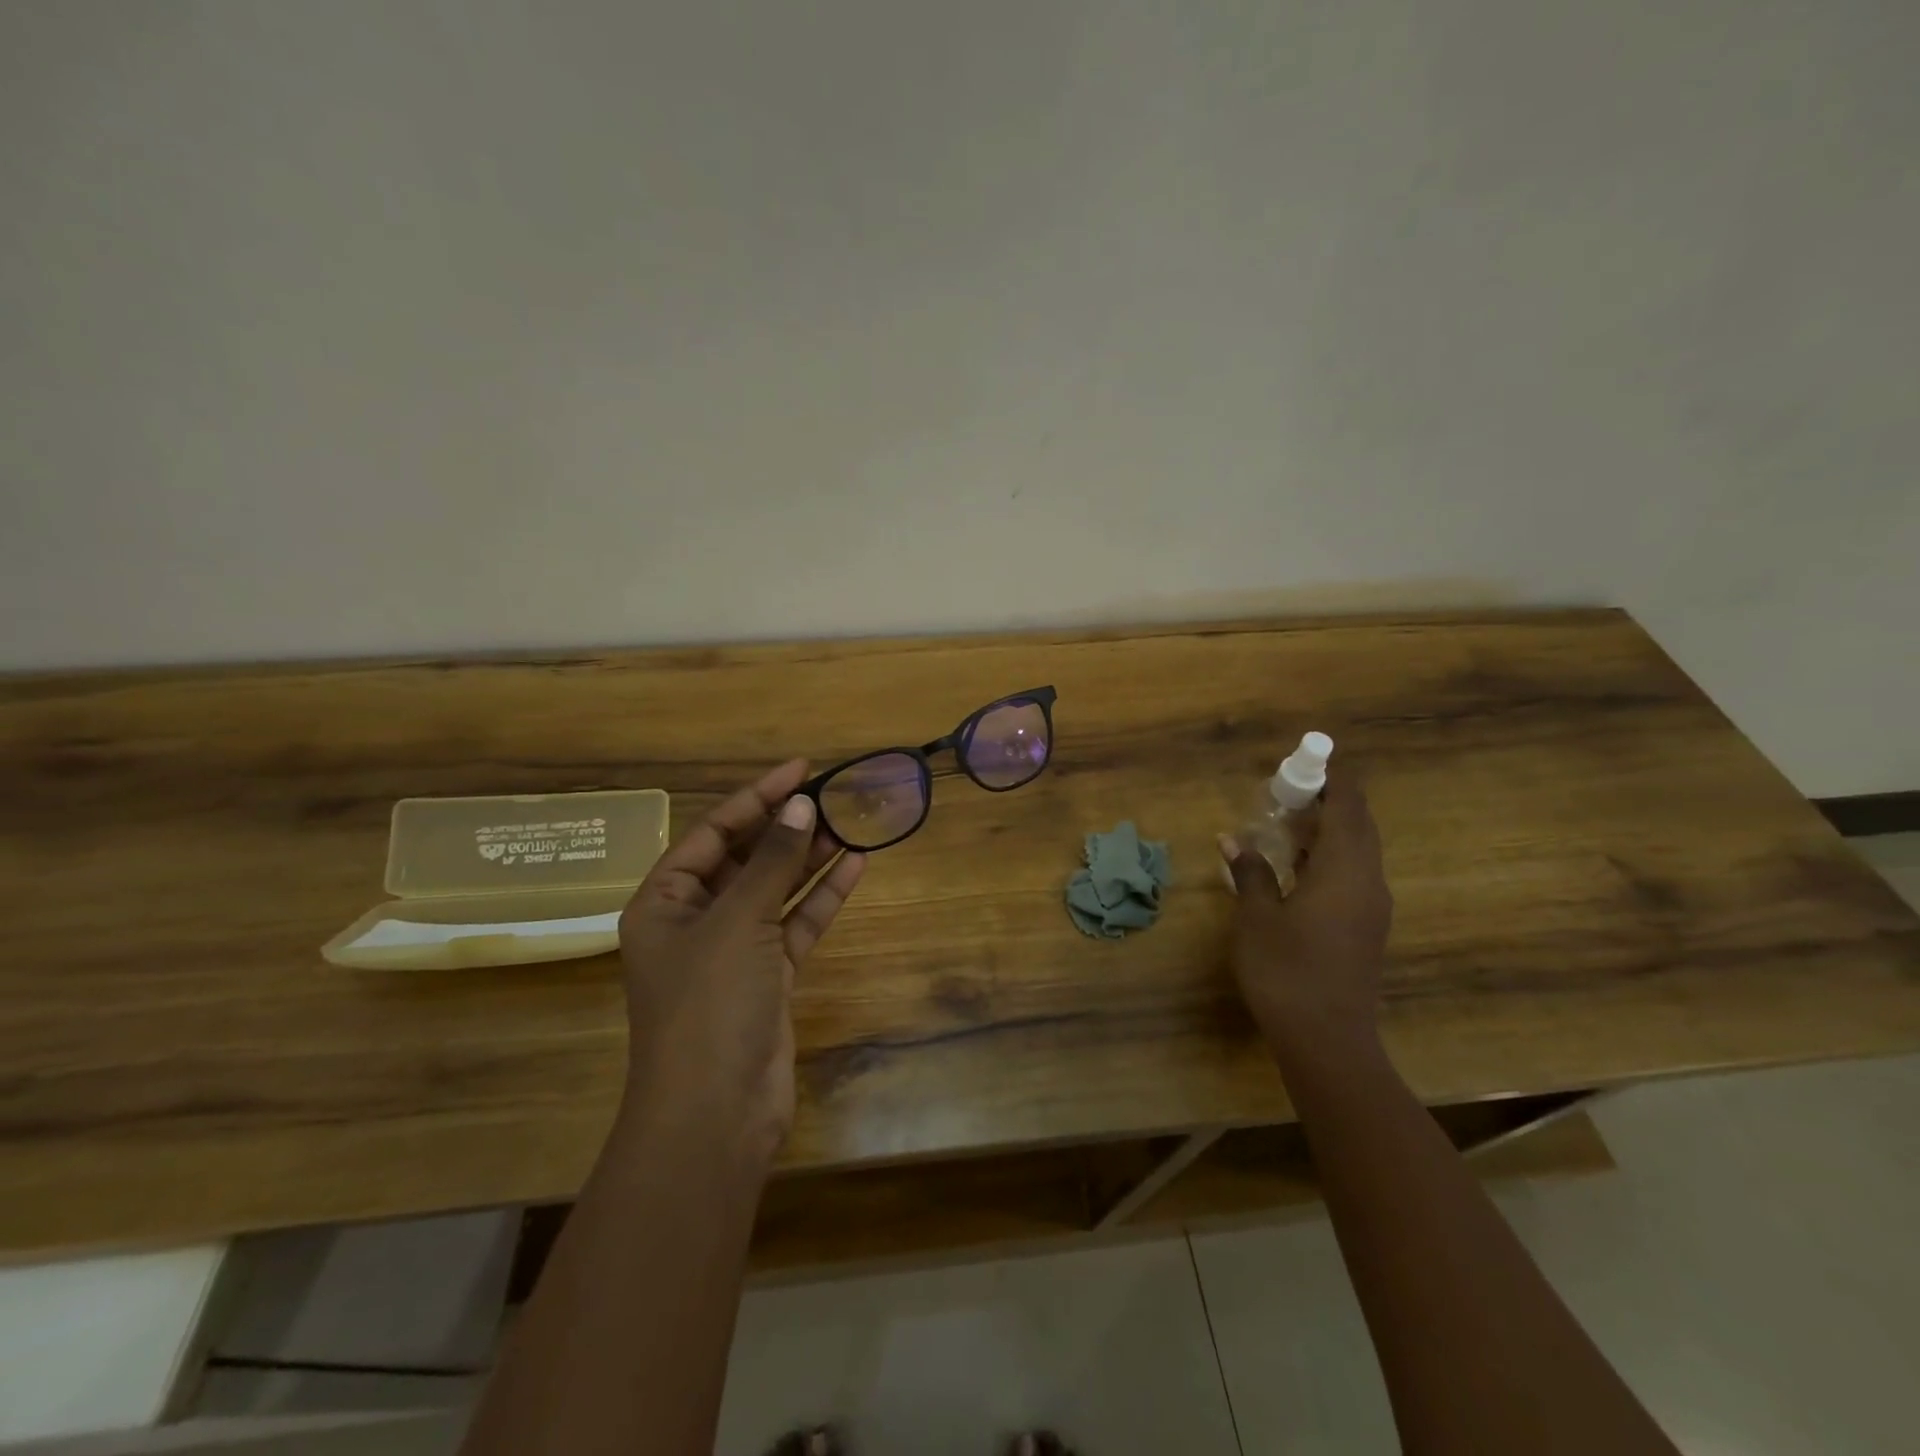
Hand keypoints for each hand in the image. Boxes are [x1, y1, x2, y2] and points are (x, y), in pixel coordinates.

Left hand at [617, 760, 865, 1162]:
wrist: (715, 1115)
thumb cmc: (709, 1005)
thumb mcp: (738, 922)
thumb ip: (773, 862)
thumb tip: (802, 806)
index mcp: (664, 901)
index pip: (714, 832)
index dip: (757, 797)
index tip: (801, 769)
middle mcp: (695, 920)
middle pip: (746, 858)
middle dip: (787, 827)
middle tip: (834, 795)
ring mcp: (734, 950)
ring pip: (776, 889)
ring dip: (809, 858)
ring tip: (850, 822)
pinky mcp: (768, 977)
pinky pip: (796, 923)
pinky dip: (822, 897)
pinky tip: (855, 866)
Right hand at [1220, 772, 1392, 1057]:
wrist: (1327, 1040)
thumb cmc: (1286, 970)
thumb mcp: (1257, 917)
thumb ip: (1250, 873)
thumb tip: (1234, 841)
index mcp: (1346, 870)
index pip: (1349, 807)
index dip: (1334, 778)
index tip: (1310, 757)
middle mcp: (1368, 882)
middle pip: (1357, 826)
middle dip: (1328, 801)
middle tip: (1289, 790)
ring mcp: (1371, 907)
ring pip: (1356, 852)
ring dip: (1326, 831)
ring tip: (1286, 822)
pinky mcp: (1365, 928)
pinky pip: (1352, 875)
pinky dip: (1327, 858)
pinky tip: (1295, 866)